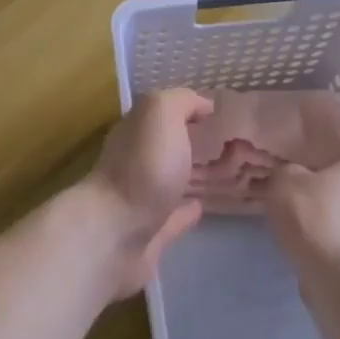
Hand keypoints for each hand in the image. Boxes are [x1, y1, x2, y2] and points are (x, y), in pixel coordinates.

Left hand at [82, 87, 212, 297]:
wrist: (115, 235)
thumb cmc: (142, 167)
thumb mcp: (161, 114)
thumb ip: (181, 102)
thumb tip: (203, 105)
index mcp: (134, 130)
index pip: (160, 112)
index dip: (185, 108)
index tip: (216, 113)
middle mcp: (132, 160)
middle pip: (162, 146)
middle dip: (187, 141)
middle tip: (223, 143)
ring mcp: (139, 199)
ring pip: (168, 181)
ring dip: (187, 176)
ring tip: (219, 172)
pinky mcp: (148, 236)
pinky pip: (171, 218)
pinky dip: (185, 212)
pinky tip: (201, 208)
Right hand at [264, 120, 339, 274]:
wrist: (334, 278)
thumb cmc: (313, 216)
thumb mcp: (286, 181)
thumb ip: (288, 169)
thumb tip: (294, 171)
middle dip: (336, 164)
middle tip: (311, 157)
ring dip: (332, 195)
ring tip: (305, 192)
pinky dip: (329, 219)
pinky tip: (308, 222)